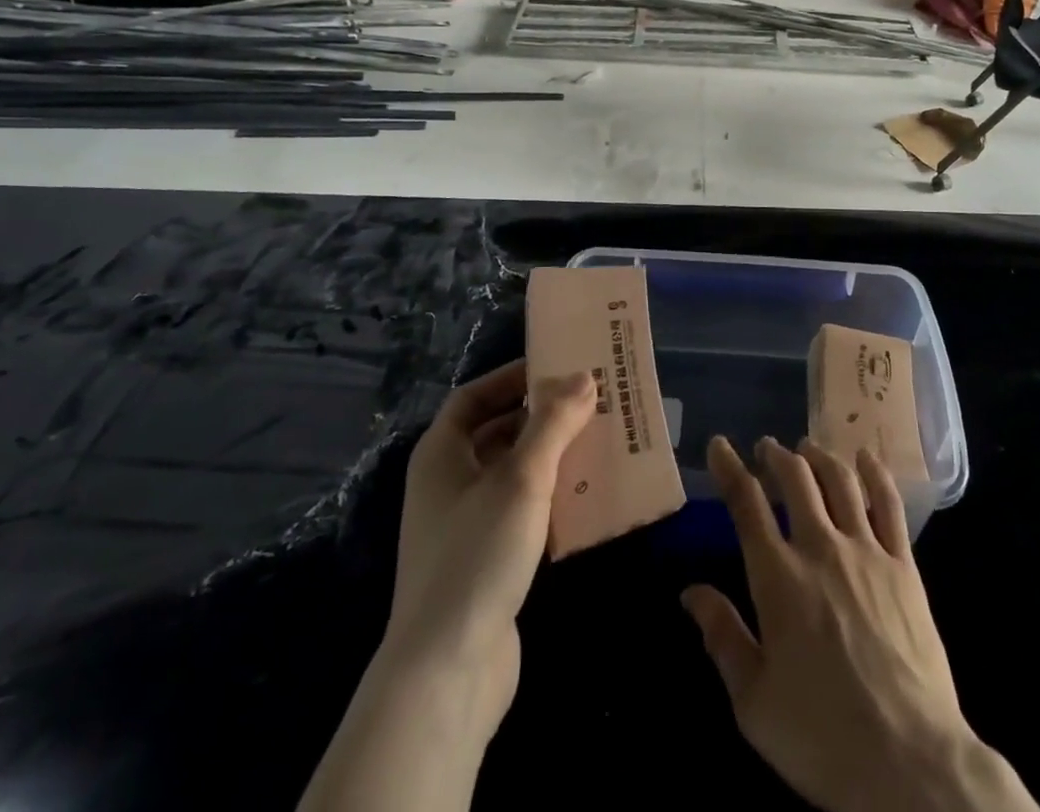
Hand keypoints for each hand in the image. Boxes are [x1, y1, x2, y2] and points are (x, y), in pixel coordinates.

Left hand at [298, 362, 593, 811]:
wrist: (447, 672)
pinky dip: (551, 498)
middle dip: (542, 417)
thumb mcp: (522, 478)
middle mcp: (447, 483)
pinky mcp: (486, 561)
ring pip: (513, 474)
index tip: (558, 367)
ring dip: (552, 457)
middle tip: (591, 403)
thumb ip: (553, 423)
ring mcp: (464, 525)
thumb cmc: (478, 554)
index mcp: (441, 454)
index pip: (474, 397)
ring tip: (599, 442)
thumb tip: (584, 377)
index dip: (512, 377)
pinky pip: (521, 511)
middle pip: (498, 432)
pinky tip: (588, 497)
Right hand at [683, 436, 1037, 811]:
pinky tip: (866, 457)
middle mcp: (820, 548)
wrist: (910, 764)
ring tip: (807, 448)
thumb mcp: (753, 702)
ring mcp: (866, 552)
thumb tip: (691, 592)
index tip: (719, 446)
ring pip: (840, 481)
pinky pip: (889, 505)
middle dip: (776, 455)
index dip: (729, 468)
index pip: (746, 504)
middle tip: (767, 447)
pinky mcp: (904, 566)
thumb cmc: (822, 737)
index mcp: (778, 578)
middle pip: (795, 479)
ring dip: (819, 457)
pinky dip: (875, 473)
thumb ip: (722, 638)